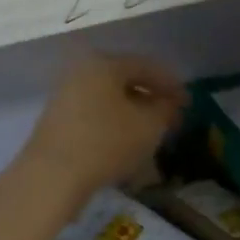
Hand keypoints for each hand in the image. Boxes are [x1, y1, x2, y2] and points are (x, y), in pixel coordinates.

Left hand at [15, 52, 184, 209]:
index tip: (188, 102)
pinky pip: (94, 115)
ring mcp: (65, 95)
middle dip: (150, 99)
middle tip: (172, 118)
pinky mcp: (57, 120)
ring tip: (151, 133)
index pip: (145, 66)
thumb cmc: (106, 141)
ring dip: (132, 113)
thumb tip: (171, 102)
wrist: (52, 175)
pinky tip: (125, 143)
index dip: (170, 83)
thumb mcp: (148, 125)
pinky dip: (113, 124)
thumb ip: (165, 109)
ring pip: (108, 99)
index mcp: (103, 63)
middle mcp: (80, 72)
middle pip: (124, 80)